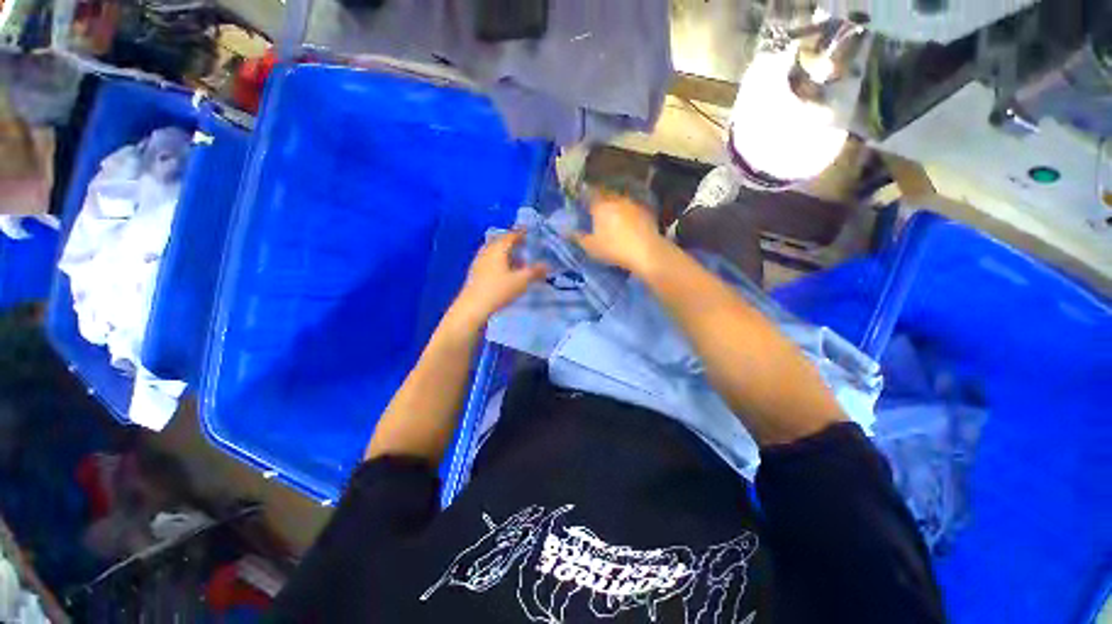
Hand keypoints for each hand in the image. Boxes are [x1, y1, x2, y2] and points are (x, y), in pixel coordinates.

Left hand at [447, 231, 547, 332]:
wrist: (473, 306)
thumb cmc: (498, 290)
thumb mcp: (521, 281)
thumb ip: (535, 272)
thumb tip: (547, 265)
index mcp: (498, 248)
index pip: (511, 235)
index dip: (521, 233)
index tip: (530, 232)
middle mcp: (487, 251)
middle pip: (501, 241)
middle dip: (513, 242)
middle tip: (525, 245)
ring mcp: (479, 261)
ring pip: (495, 251)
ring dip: (506, 253)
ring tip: (517, 259)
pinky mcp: (475, 272)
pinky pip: (490, 260)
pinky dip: (500, 261)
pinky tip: (505, 271)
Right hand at [573, 191, 667, 275]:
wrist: (645, 252)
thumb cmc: (613, 248)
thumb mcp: (590, 247)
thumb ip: (577, 237)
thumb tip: (565, 231)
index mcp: (600, 205)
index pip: (589, 193)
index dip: (584, 195)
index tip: (582, 201)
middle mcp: (616, 199)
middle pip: (606, 194)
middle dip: (600, 200)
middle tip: (596, 210)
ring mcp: (633, 204)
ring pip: (620, 200)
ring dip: (616, 206)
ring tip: (613, 217)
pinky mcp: (646, 211)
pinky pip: (633, 209)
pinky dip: (629, 213)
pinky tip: (628, 223)